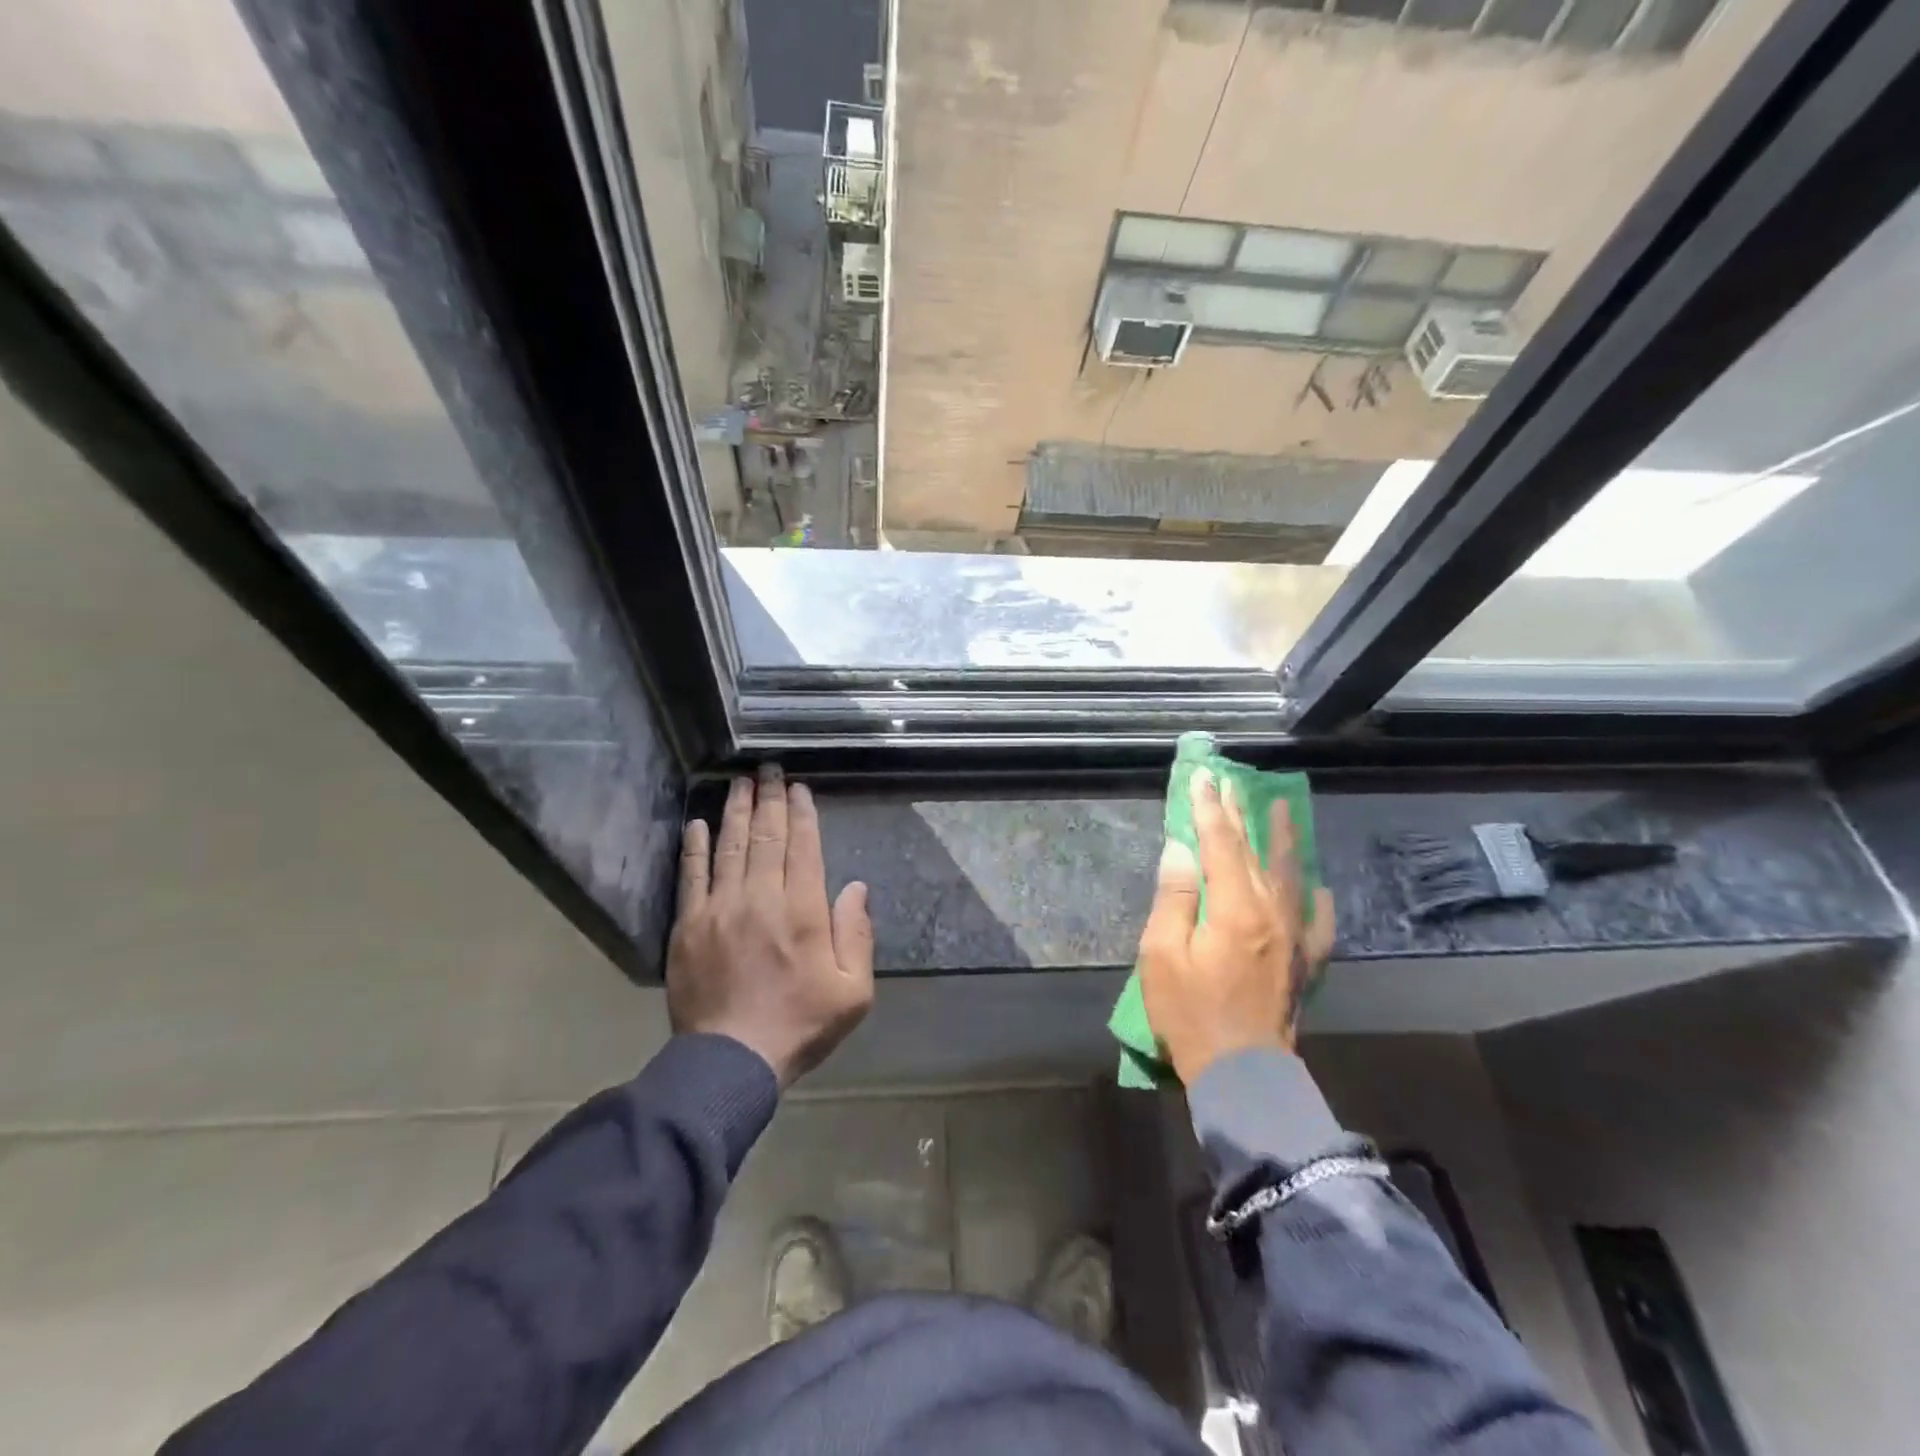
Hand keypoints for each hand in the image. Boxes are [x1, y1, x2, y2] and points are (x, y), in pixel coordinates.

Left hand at [668, 767, 874, 1087]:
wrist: (731, 1061)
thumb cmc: (800, 1025)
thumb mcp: (853, 991)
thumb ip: (857, 935)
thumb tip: (856, 887)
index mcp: (803, 911)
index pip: (803, 847)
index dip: (801, 813)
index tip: (798, 788)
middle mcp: (761, 898)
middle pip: (766, 837)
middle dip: (769, 799)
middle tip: (769, 769)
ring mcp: (720, 909)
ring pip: (730, 847)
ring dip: (736, 811)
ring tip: (739, 782)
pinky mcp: (689, 925)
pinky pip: (692, 875)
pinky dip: (695, 847)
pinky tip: (699, 823)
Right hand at [1138, 769, 1335, 1083]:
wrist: (1242, 1073)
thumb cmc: (1190, 1013)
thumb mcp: (1161, 955)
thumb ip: (1174, 897)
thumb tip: (1180, 850)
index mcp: (1234, 908)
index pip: (1219, 843)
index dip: (1208, 808)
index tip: (1203, 778)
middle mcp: (1271, 913)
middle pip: (1254, 851)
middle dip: (1240, 814)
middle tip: (1232, 782)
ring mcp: (1294, 937)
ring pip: (1290, 875)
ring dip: (1283, 839)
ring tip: (1283, 808)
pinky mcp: (1304, 962)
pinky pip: (1318, 922)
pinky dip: (1316, 900)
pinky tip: (1317, 886)